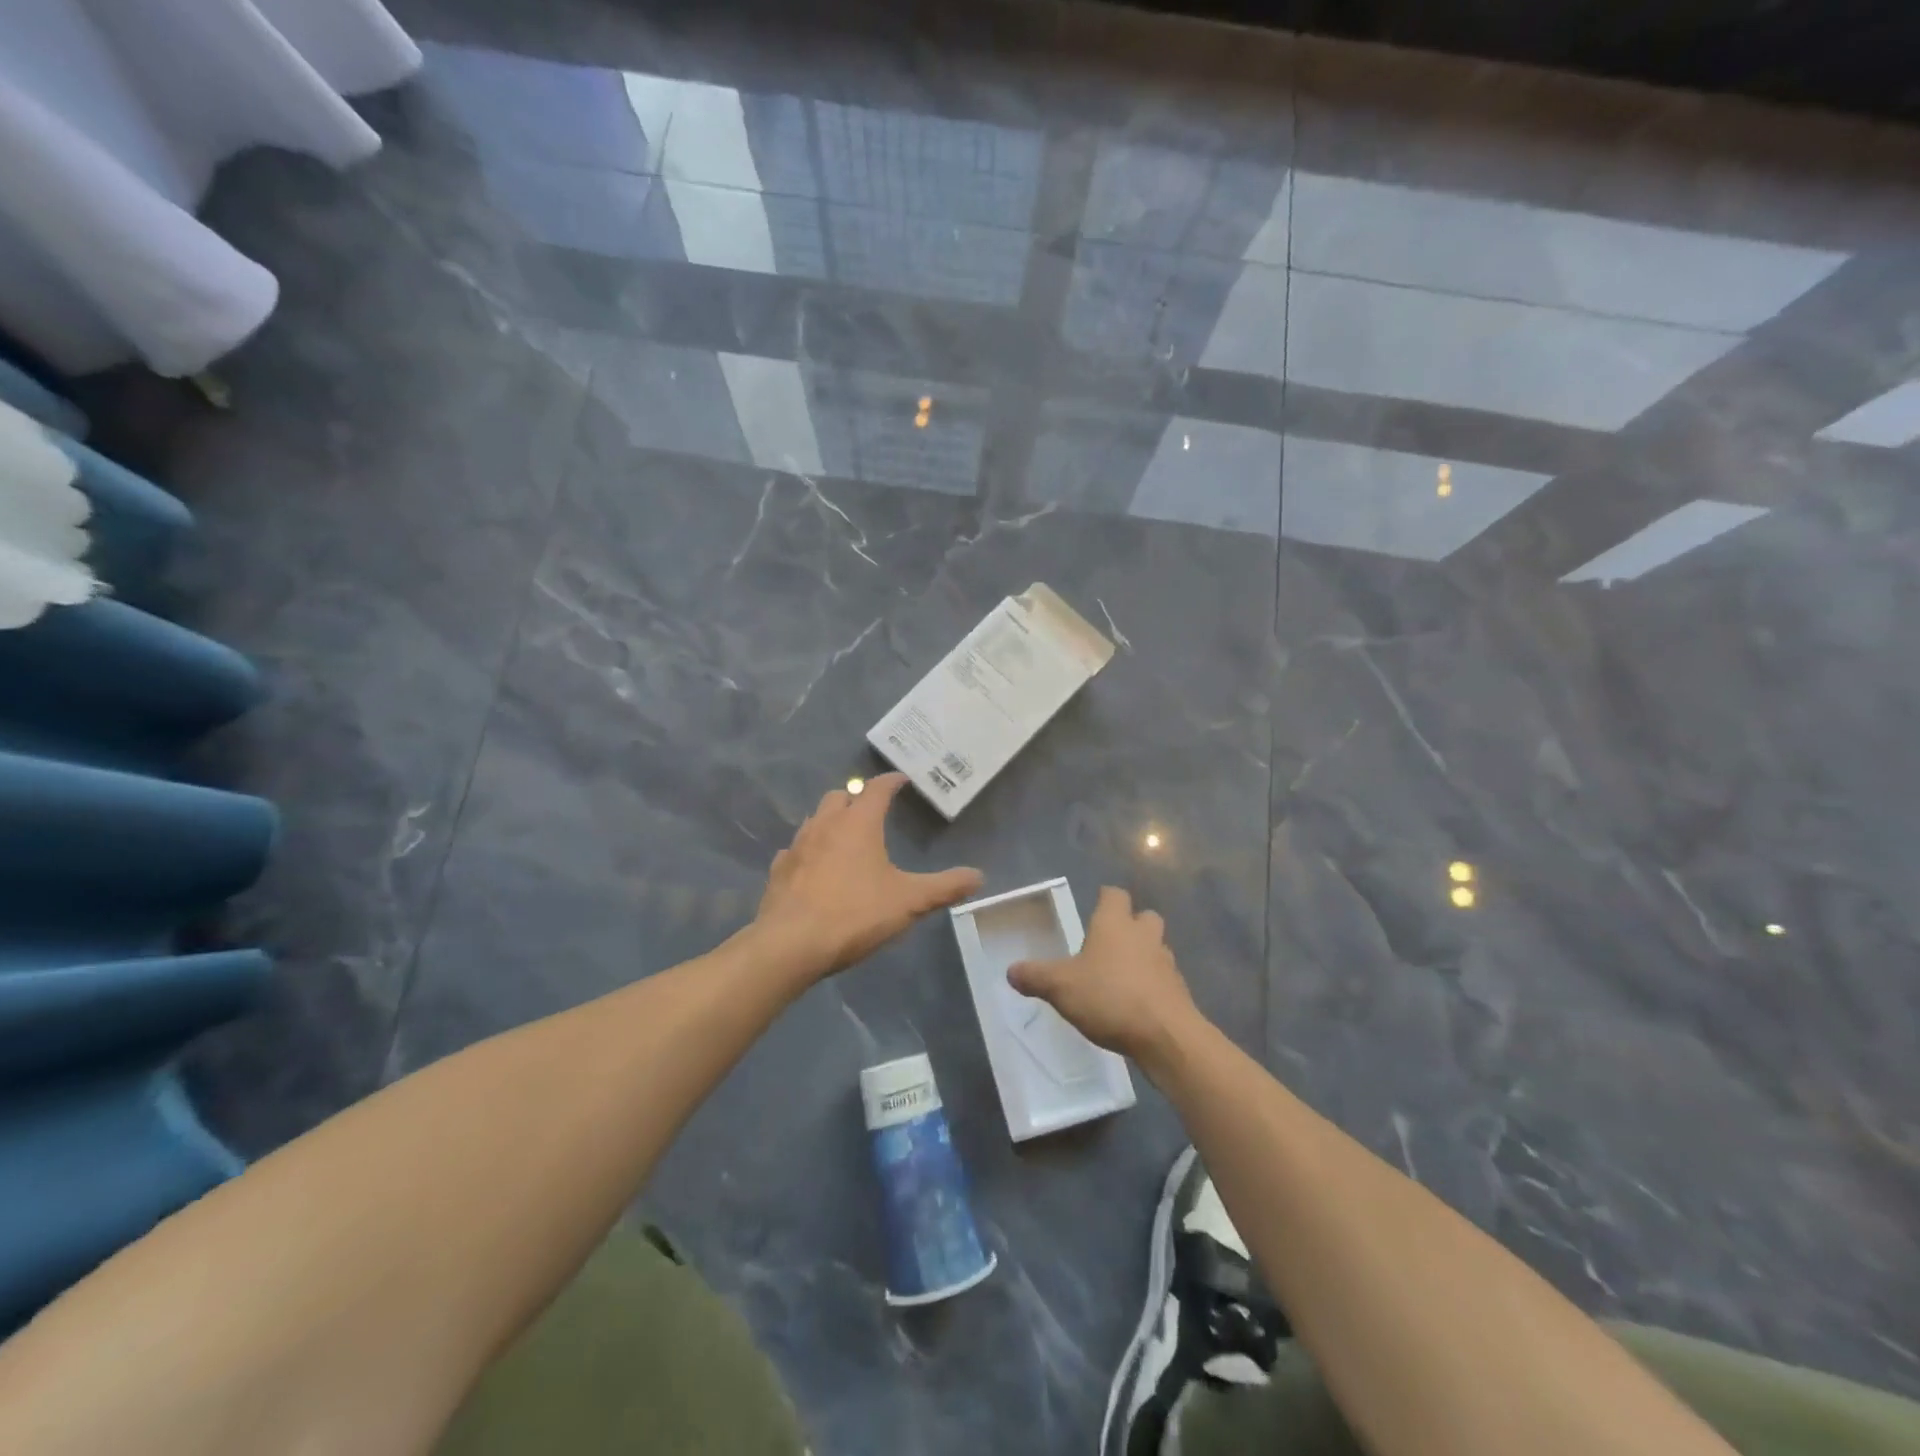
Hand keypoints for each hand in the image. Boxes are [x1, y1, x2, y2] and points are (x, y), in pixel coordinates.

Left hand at [753, 773, 982, 979]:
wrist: (790, 945)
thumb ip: (944, 887)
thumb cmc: (855, 914)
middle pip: (840, 796)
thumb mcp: (909, 902)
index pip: (876, 788)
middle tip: (872, 811)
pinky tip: (814, 868)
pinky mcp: (779, 870)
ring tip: (845, 837)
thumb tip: (979, 876)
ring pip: (814, 819)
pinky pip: (795, 850)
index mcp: (859, 824)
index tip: (901, 779)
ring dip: (830, 821)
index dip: (891, 781)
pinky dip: (808, 851)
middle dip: (856, 798)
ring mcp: (797, 846)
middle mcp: (825, 825)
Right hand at [1008, 886, 1200, 1066]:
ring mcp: (1166, 963)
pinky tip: (1135, 1003)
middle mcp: (1143, 936)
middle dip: (1131, 924)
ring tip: (1121, 975)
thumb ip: (1035, 976)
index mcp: (1115, 924)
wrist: (1166, 1036)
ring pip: (1156, 947)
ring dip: (1143, 955)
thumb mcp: (1060, 987)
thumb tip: (1011, 970)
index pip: (1114, 895)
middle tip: (1109, 941)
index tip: (1095, 907)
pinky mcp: (1179, 991)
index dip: (1105, 898)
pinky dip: (1152, 984)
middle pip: (1144, 917)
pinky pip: (1163, 978)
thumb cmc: (1110, 997)